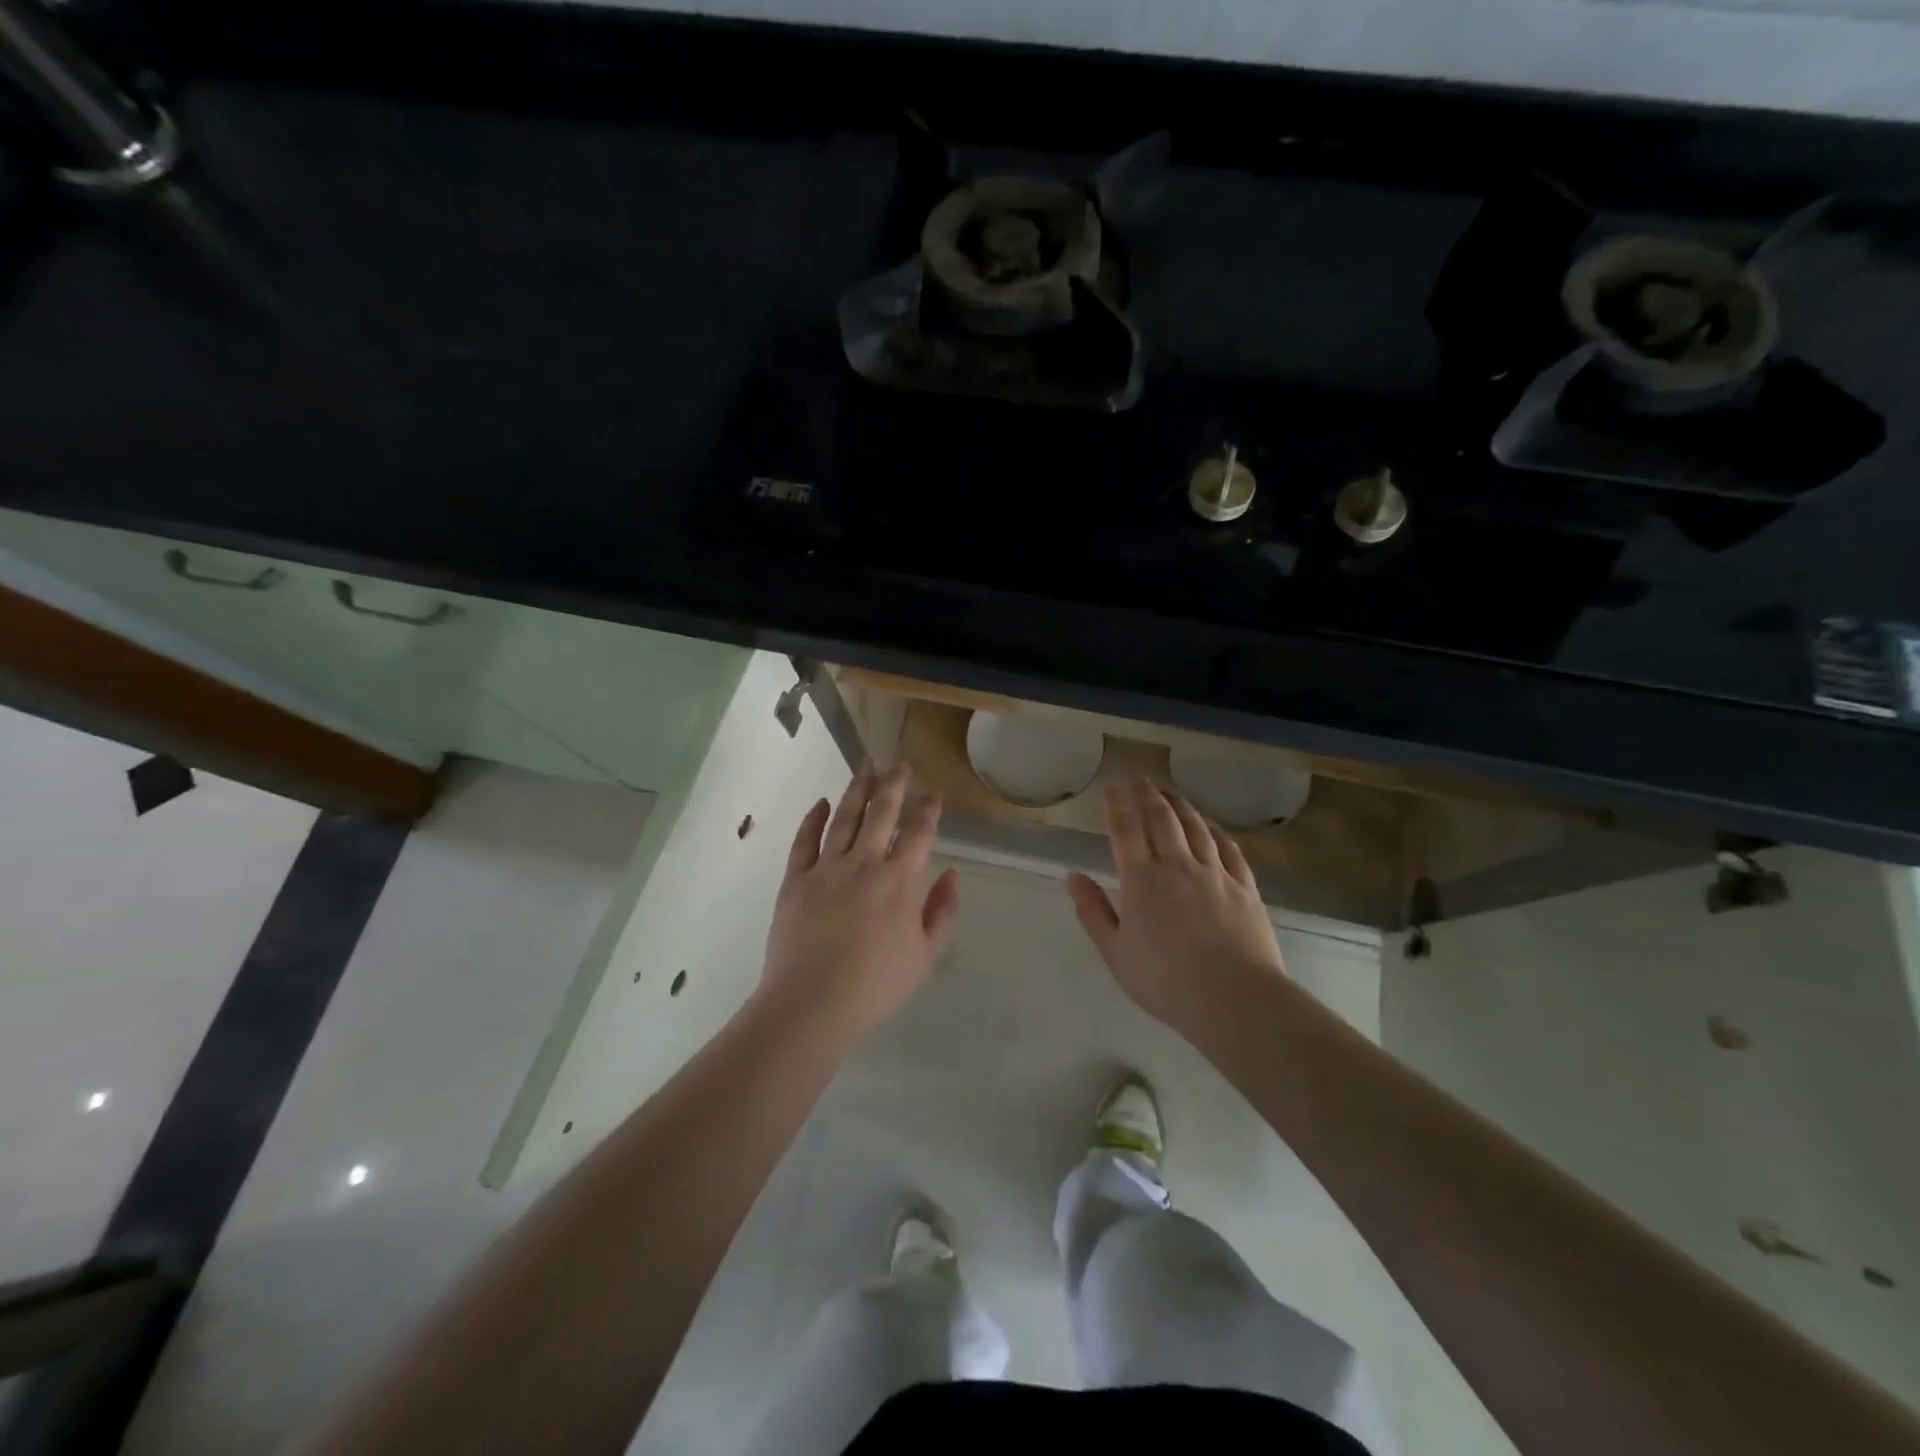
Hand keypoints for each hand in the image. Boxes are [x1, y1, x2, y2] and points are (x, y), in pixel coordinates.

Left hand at [760, 765, 960, 1047]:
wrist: (811, 1004)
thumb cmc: (875, 985)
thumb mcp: (924, 956)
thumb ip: (941, 911)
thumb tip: (953, 874)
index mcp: (899, 881)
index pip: (918, 833)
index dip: (928, 810)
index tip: (933, 795)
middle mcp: (864, 863)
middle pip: (881, 813)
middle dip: (894, 785)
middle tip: (900, 765)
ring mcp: (826, 868)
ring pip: (844, 818)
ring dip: (857, 790)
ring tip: (866, 768)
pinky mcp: (795, 879)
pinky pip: (804, 840)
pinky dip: (813, 818)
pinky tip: (821, 802)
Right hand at [1067, 781, 1285, 1038]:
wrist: (1235, 999)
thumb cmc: (1166, 981)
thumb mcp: (1116, 953)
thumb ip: (1093, 912)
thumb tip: (1073, 877)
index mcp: (1141, 881)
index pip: (1126, 830)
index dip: (1117, 805)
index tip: (1112, 787)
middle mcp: (1177, 866)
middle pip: (1162, 820)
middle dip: (1149, 797)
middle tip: (1142, 782)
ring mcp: (1215, 874)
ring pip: (1196, 828)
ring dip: (1181, 806)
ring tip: (1171, 793)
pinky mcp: (1244, 887)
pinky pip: (1229, 848)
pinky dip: (1216, 830)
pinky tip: (1211, 826)